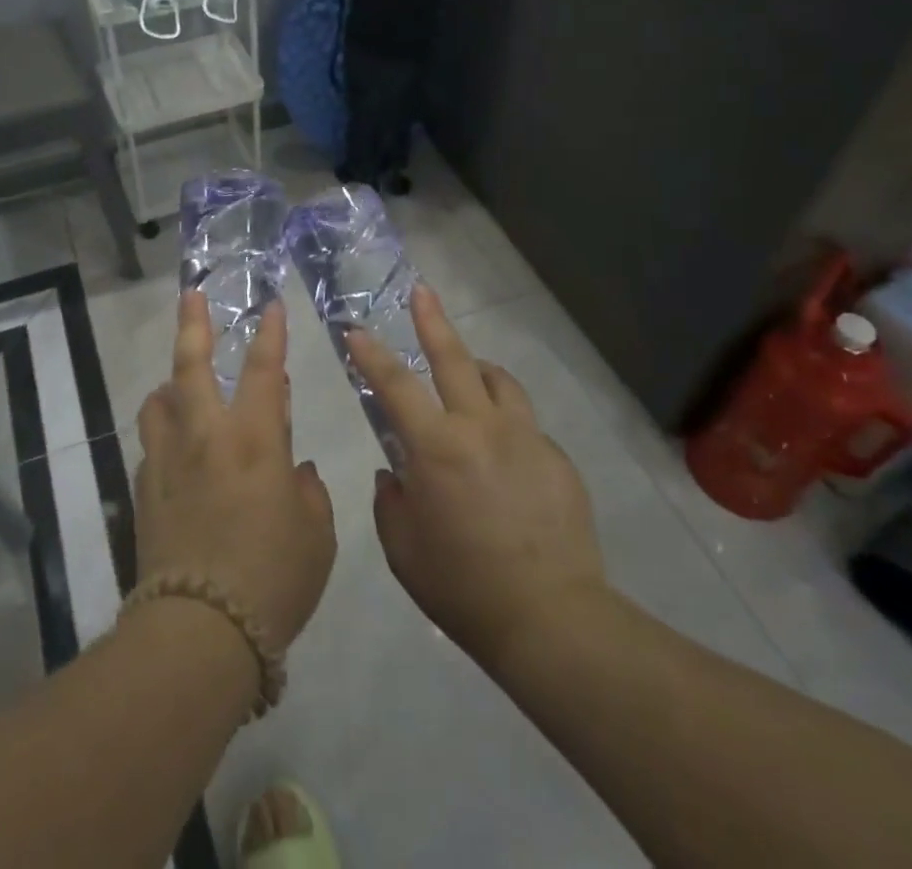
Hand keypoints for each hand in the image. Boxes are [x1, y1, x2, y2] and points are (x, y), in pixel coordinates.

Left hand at [134, 294, 336, 650]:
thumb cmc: (273, 579)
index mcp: (255, 439)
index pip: (265, 369)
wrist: (199, 632)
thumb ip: (308, 492)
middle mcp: (207, 436)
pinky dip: (165, 435)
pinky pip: (152, 444)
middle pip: (191, 365)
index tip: (270, 304)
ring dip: (170, 385)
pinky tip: (177, 456)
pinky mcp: (144, 490)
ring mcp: (168, 460)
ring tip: (180, 388)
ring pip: (159, 400)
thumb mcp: (316, 536)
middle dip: (193, 324)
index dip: (271, 333)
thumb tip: (293, 470)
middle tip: (190, 295)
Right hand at [352, 286, 607, 670]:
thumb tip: (396, 475)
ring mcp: (525, 439)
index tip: (355, 331)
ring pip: (499, 381)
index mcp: (437, 448)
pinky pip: (524, 426)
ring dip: (477, 370)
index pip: (395, 385)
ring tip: (468, 375)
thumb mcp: (403, 549)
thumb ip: (391, 502)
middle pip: (455, 358)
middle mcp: (482, 428)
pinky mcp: (556, 459)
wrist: (552, 619)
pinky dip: (505, 425)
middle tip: (422, 292)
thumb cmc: (462, 587)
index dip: (371, 354)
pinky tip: (503, 460)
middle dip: (432, 321)